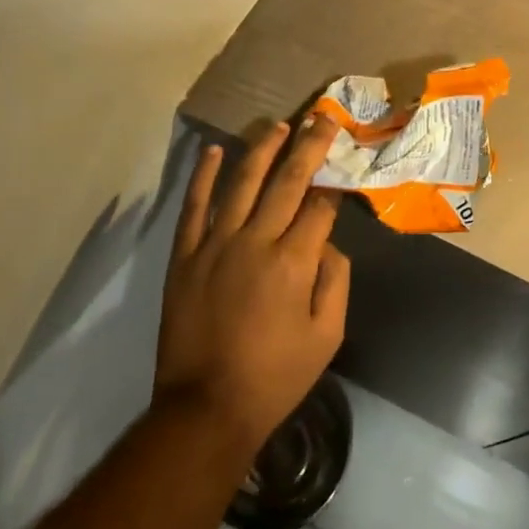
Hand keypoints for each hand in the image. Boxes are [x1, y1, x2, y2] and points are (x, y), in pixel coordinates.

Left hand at [154, 118, 350, 461]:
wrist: (204, 409)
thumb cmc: (274, 377)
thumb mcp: (327, 337)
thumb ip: (336, 282)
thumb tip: (330, 242)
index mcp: (293, 262)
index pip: (319, 206)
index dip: (334, 183)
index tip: (343, 164)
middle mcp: (255, 241)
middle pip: (287, 181)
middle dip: (308, 146)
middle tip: (321, 118)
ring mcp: (215, 244)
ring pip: (242, 182)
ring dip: (262, 149)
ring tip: (279, 125)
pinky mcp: (185, 255)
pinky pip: (194, 206)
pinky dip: (203, 176)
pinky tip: (214, 151)